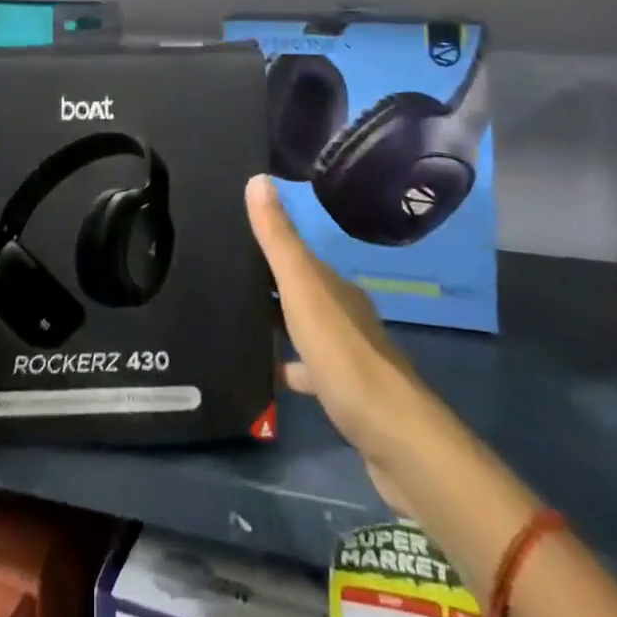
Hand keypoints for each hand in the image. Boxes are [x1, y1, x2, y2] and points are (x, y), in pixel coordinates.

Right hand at [245, 175, 425, 512]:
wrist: (395, 438)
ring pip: (304, 329)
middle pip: (300, 290)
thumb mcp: (303, 290)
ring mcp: (348, 356)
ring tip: (233, 323)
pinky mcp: (346, 395)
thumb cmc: (344, 355)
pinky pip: (308, 371)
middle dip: (267, 284)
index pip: (296, 254)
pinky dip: (287, 368)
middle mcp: (344, 313)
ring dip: (277, 325)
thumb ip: (279, 239)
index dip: (267, 243)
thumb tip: (258, 178)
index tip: (230, 237)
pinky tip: (263, 376)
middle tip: (222, 278)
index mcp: (334, 286)